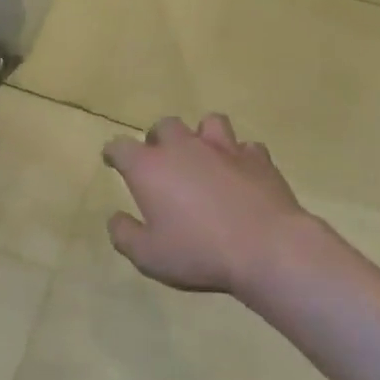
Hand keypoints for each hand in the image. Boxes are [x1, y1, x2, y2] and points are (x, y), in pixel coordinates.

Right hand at [103, 115, 342, 296]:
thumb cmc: (199, 252)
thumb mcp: (148, 256)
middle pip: (164, 125)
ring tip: (203, 155)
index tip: (113, 161)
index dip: (113, 153)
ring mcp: (224, 148)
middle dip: (158, 139)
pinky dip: (240, 157)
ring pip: (208, 123)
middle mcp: (183, 147)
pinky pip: (246, 147)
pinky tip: (241, 173)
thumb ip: (125, 235)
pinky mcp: (258, 158)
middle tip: (161, 160)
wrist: (267, 249)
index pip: (120, 146)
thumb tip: (116, 218)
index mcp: (149, 167)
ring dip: (202, 136)